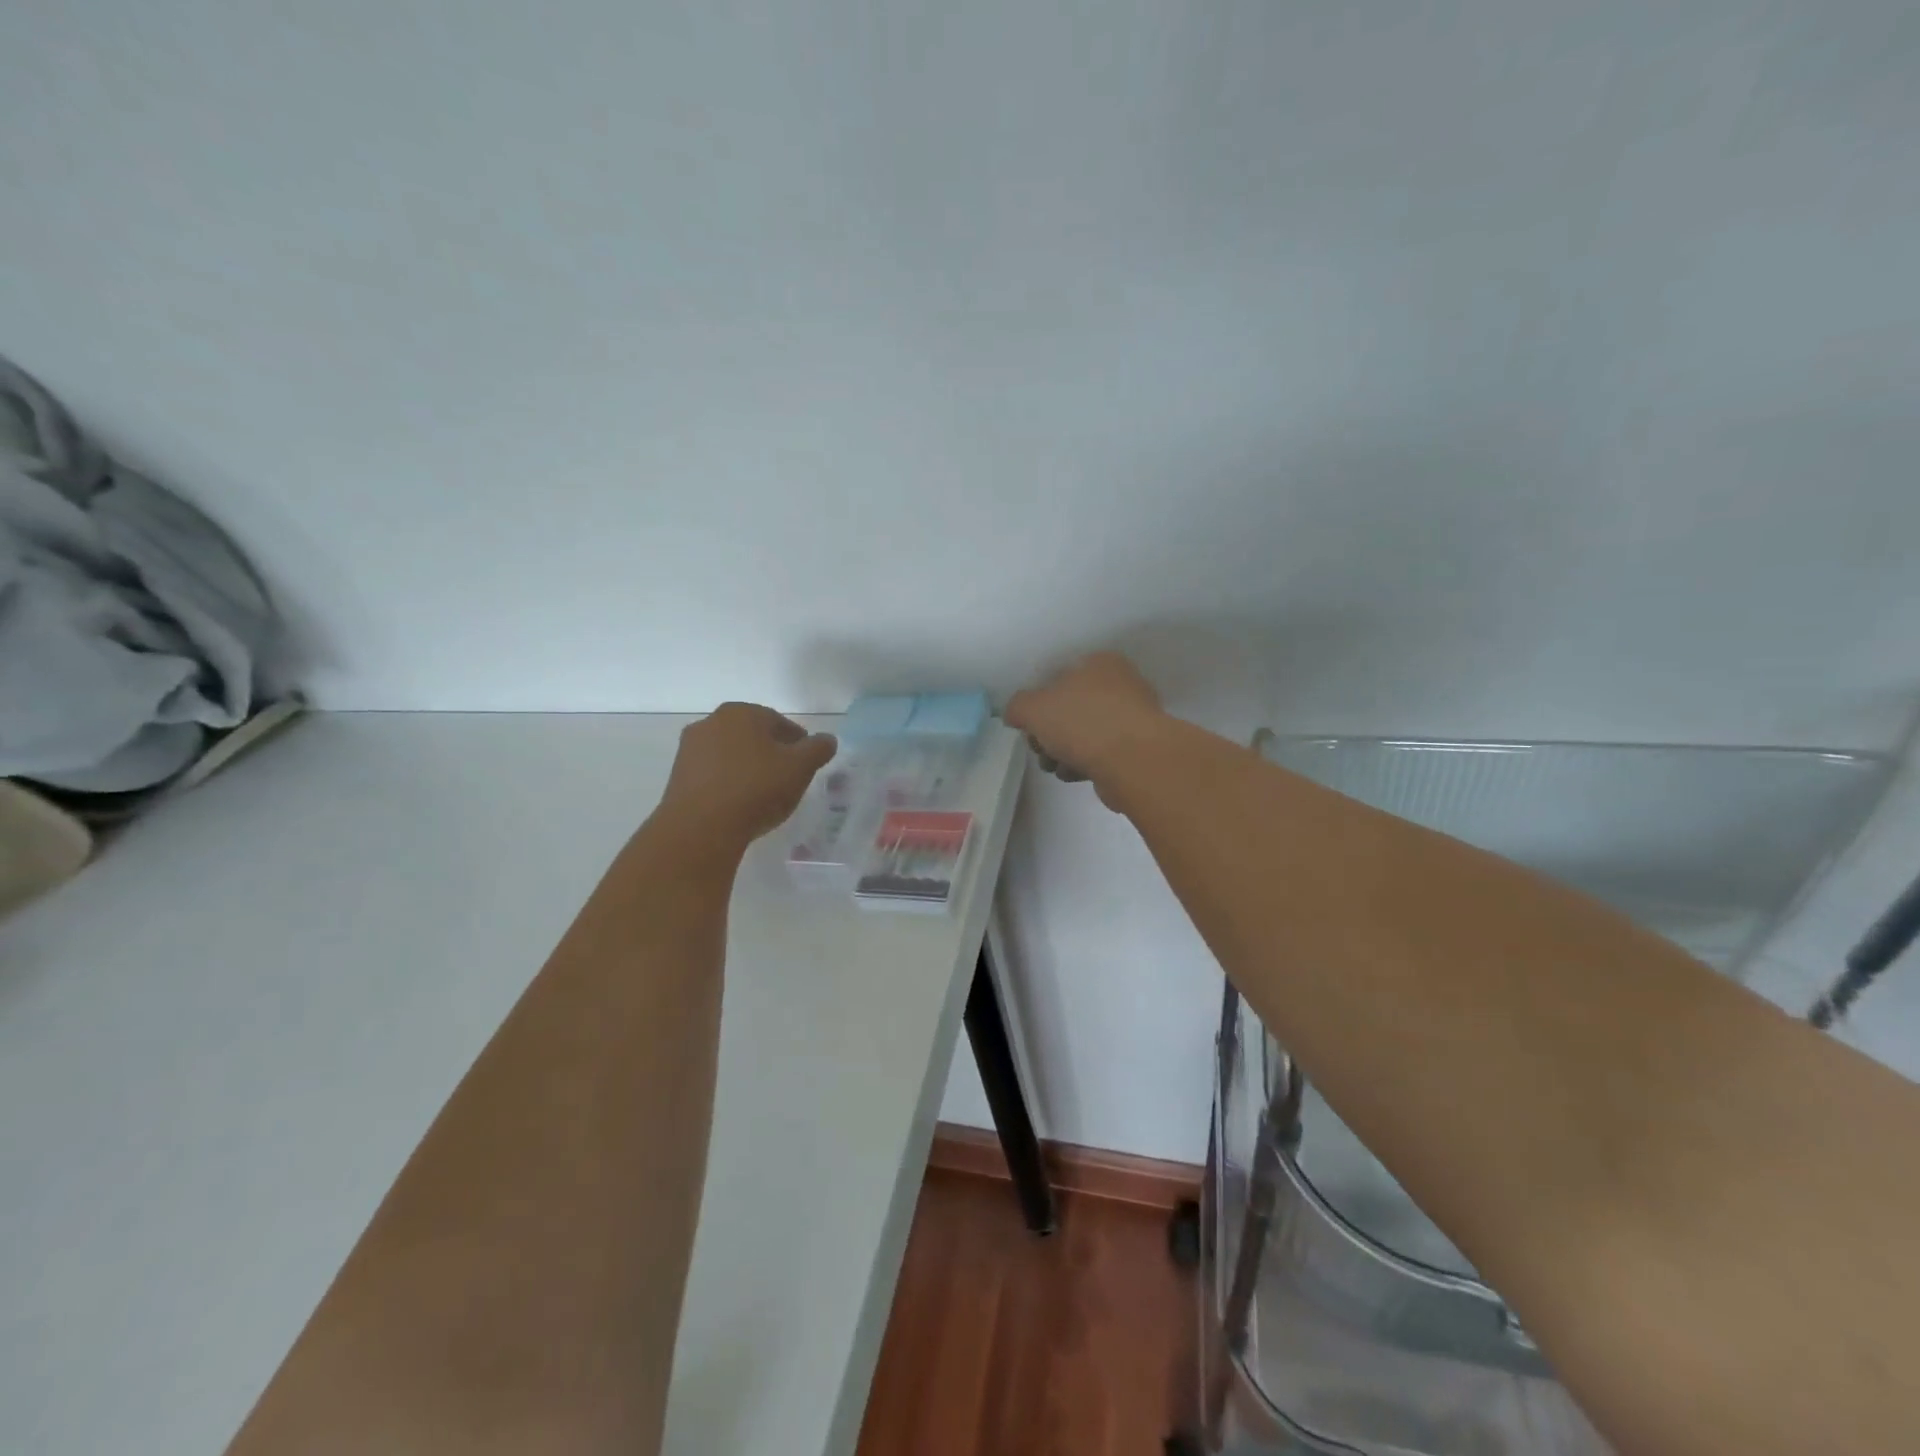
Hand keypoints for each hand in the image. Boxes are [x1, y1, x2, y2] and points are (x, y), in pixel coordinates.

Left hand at [657, 703, 836, 850]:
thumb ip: (818, 749)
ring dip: (749, 769)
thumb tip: (827, 740)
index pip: (780, 723)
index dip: (799, 743)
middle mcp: (711, 722)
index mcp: (742, 712)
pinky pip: (714, 775)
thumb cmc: (756, 789)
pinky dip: (729, 784)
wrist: (700, 828)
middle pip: (753, 736)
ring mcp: (690, 749)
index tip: (807, 764)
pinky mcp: (678, 777)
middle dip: (772, 754)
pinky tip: (740, 804)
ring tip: (764, 795)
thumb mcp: (800, 768)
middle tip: (788, 779)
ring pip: (731, 755)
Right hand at [1005, 652, 1165, 801]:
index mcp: (1098, 663)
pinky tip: (1076, 774)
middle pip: (1069, 709)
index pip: (1057, 678)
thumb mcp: (1032, 708)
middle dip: (1049, 733)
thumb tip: (1016, 714)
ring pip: (1084, 734)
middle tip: (1041, 749)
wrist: (1133, 761)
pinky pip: (1101, 753)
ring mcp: (1132, 717)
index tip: (1029, 727)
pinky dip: (1084, 763)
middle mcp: (1120, 684)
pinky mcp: (1137, 749)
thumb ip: (1017, 707)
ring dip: (1063, 752)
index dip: (1037, 704)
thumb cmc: (1081, 722)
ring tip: (1056, 766)